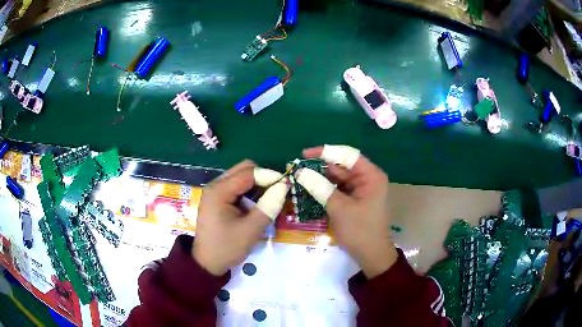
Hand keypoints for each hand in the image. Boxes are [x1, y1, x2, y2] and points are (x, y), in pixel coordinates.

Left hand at [193, 160, 286, 275]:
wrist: (207, 263)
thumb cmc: (227, 247)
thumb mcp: (250, 230)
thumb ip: (268, 207)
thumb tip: (284, 186)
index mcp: (219, 191)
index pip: (249, 173)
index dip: (269, 176)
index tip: (286, 186)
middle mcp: (215, 185)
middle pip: (243, 169)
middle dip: (263, 177)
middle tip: (278, 192)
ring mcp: (215, 191)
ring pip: (241, 177)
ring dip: (257, 184)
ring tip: (269, 199)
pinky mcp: (218, 199)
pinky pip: (237, 187)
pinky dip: (250, 191)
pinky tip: (257, 204)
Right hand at [297, 145, 397, 277]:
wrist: (371, 255)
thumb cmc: (360, 230)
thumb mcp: (339, 208)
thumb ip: (320, 187)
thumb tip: (300, 172)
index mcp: (370, 175)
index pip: (347, 155)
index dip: (325, 152)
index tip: (304, 154)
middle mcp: (367, 178)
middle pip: (341, 165)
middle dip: (320, 166)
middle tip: (297, 168)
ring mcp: (361, 189)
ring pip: (338, 177)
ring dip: (320, 178)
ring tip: (300, 178)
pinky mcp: (355, 199)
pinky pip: (338, 188)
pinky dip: (325, 188)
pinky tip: (310, 189)